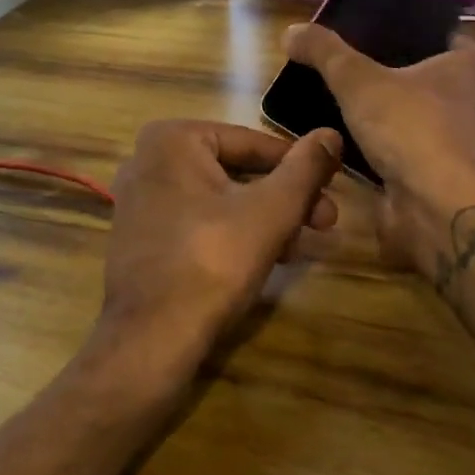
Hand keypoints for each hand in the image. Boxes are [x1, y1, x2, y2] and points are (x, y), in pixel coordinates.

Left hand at [90, 119, 341, 394]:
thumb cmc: (212, 262)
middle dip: (284, 197)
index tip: (334, 184)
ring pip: (219, 198)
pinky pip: (197, 220)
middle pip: (235, 170)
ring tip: (304, 245)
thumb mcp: (271, 211)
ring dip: (265, 218)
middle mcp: (148, 158)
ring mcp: (140, 199)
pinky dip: (233, 232)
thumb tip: (331, 134)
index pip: (252, 143)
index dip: (300, 165)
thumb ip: (305, 169)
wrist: (149, 340)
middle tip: (327, 221)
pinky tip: (269, 256)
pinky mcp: (141, 235)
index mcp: (172, 139)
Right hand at [283, 24, 474, 340]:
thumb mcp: (358, 78)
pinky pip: (397, 155)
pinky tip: (342, 143)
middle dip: (406, 77)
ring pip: (415, 122)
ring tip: (344, 101)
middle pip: (437, 85)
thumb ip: (325, 52)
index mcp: (459, 73)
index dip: (443, 39)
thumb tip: (291, 31)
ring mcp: (446, 147)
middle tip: (362, 65)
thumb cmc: (409, 126)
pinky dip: (375, 150)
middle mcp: (460, 108)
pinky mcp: (426, 179)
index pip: (464, 48)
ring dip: (388, 116)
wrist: (433, 206)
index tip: (411, 35)